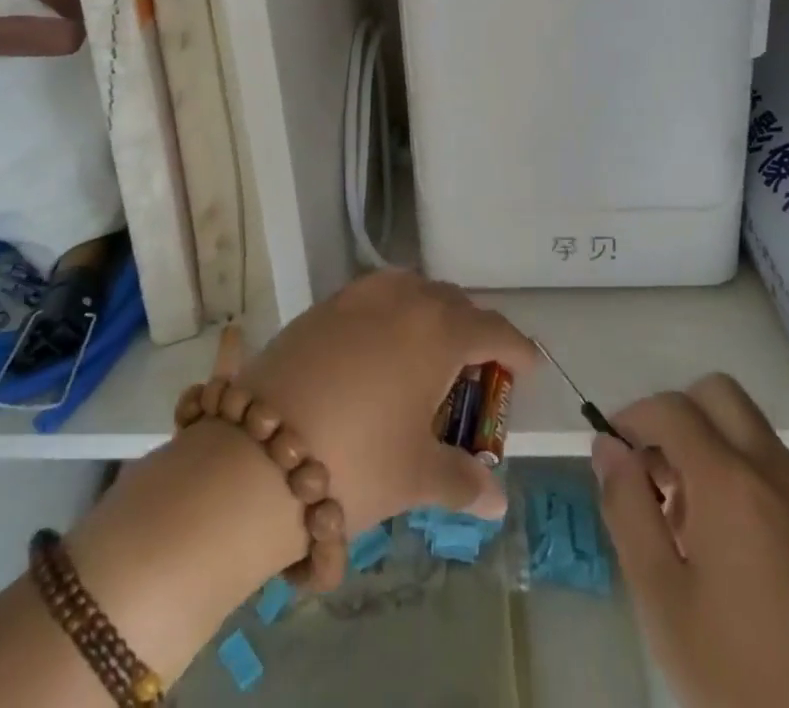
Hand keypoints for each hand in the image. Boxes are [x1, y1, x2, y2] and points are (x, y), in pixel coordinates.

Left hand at [236, 268, 537, 532]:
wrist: (258, 452)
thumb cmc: (355, 461)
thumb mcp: (416, 476)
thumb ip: (463, 481)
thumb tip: (496, 500)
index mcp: (440, 332)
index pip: (493, 329)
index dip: (517, 348)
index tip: (530, 365)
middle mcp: (406, 299)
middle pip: (453, 302)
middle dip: (472, 329)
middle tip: (477, 367)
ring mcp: (361, 296)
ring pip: (412, 289)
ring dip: (430, 312)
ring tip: (429, 351)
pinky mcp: (324, 304)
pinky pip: (375, 295)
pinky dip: (391, 311)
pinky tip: (380, 346)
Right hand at [595, 375, 788, 707]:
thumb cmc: (739, 676)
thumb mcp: (661, 598)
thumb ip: (626, 508)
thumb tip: (607, 446)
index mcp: (730, 480)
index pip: (671, 407)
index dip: (632, 416)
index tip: (613, 450)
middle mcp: (774, 469)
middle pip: (719, 394)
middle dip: (677, 414)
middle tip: (653, 469)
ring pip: (749, 427)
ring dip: (709, 441)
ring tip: (684, 514)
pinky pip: (775, 466)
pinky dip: (741, 470)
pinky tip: (727, 540)